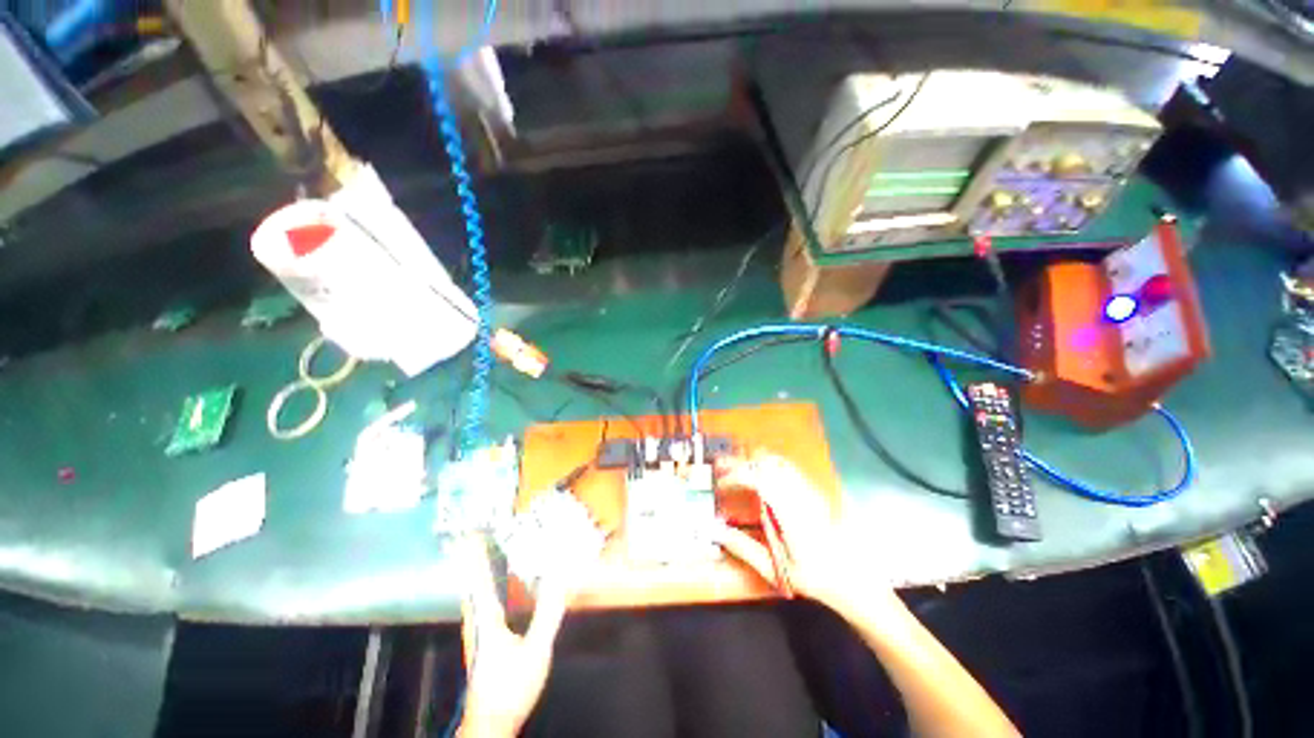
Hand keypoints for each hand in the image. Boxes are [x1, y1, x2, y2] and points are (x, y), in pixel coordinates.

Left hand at [456, 537, 567, 737]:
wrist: (491, 724)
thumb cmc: (511, 687)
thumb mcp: (536, 650)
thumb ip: (548, 614)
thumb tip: (561, 578)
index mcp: (487, 620)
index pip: (480, 579)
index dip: (476, 555)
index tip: (472, 531)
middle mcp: (477, 622)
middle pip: (471, 584)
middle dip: (472, 559)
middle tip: (477, 535)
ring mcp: (476, 634)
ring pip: (473, 596)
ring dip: (476, 573)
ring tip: (481, 553)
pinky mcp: (481, 644)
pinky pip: (480, 606)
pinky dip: (481, 589)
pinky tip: (491, 589)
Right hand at [714, 451, 894, 617]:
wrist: (855, 579)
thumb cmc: (815, 578)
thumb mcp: (777, 571)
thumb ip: (745, 548)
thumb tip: (718, 531)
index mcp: (791, 516)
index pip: (760, 480)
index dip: (737, 475)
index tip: (722, 482)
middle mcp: (801, 496)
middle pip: (769, 463)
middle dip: (742, 461)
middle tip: (723, 468)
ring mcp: (811, 491)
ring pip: (779, 461)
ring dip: (755, 460)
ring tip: (738, 468)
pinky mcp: (815, 491)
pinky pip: (789, 468)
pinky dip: (768, 464)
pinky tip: (760, 474)